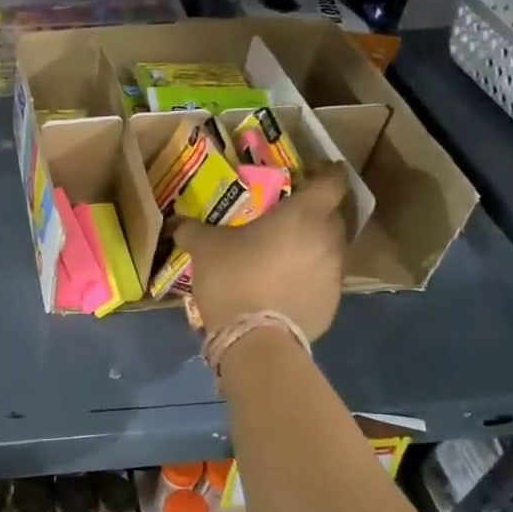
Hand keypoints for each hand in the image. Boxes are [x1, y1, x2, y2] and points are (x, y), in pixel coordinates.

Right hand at [175, 168, 349, 341]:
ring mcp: (335, 273)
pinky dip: (312, 273)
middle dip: (319, 210)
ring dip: (316, 243)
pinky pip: (326, 277)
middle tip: (293, 212)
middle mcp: (328, 239)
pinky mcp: (334, 302)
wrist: (256, 339)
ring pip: (333, 247)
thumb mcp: (205, 248)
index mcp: (303, 215)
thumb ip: (192, 230)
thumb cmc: (234, 279)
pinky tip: (288, 282)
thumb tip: (175, 223)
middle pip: (337, 214)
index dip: (326, 173)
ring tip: (289, 249)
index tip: (313, 172)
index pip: (332, 182)